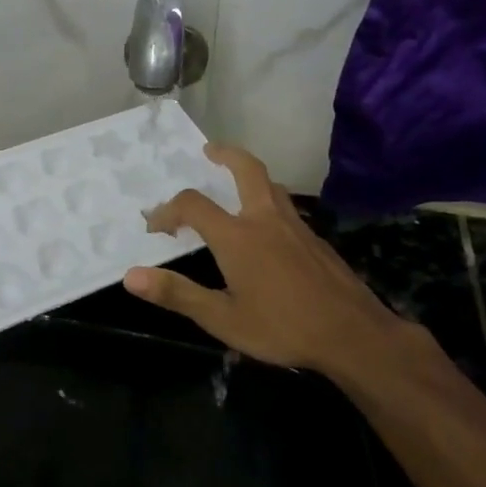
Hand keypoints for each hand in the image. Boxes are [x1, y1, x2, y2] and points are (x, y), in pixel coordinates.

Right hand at [123, 143, 436, 394]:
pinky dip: (267, 199)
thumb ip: (177, 294)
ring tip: (234, 181)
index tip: (155, 227)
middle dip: (225, 154)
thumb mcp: (222, 319)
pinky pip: (285, 206)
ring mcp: (295, 226)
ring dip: (249, 174)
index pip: (192, 205)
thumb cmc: (283, 328)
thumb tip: (131, 277)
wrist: (354, 335)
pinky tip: (267, 226)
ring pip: (270, 185)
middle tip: (208, 150)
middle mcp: (265, 220)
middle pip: (247, 169)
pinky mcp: (315, 239)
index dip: (167, 210)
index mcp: (237, 236)